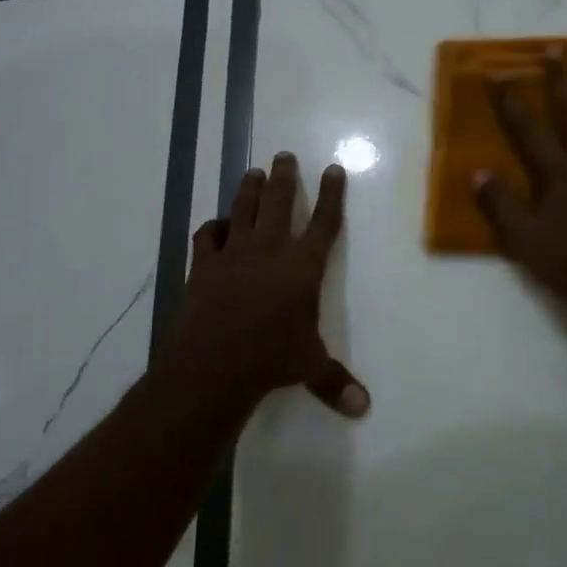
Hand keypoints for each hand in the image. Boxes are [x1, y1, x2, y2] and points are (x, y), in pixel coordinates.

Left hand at [165, 152, 369, 417]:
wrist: (213, 366)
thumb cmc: (270, 361)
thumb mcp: (309, 368)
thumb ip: (335, 382)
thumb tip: (364, 410)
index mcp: (302, 268)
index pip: (323, 223)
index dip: (331, 195)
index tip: (333, 169)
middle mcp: (269, 250)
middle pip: (278, 202)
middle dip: (284, 177)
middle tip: (284, 156)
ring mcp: (233, 254)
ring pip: (242, 209)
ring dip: (248, 188)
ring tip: (253, 172)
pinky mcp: (203, 265)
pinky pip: (207, 236)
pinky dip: (213, 227)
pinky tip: (217, 225)